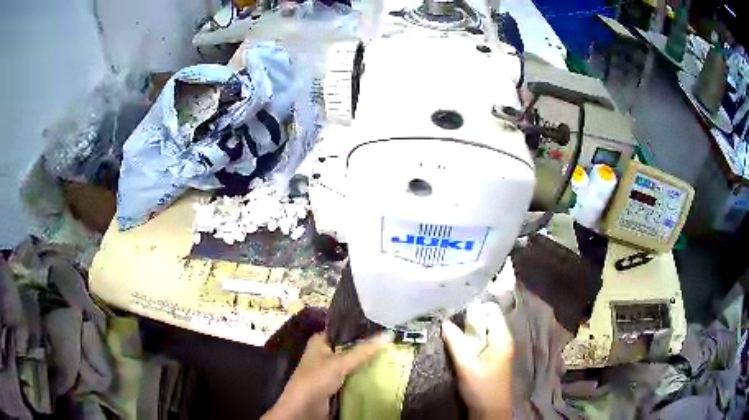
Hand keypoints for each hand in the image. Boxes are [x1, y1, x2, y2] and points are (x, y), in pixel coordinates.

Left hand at [262, 332, 390, 419]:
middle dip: (368, 348)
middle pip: (350, 347)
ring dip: (367, 363)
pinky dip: (364, 376)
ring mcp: (330, 370)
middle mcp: (325, 353)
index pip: (344, 330)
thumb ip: (363, 350)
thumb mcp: (340, 362)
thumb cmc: (317, 379)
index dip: (362, 330)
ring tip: (391, 357)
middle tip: (392, 345)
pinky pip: (353, 376)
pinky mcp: (335, 384)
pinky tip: (381, 373)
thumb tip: (387, 335)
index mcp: (320, 341)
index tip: (384, 329)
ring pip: (353, 363)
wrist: (304, 408)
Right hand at [442, 303, 513, 419]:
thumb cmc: (481, 388)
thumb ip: (456, 343)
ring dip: (468, 329)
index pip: (492, 311)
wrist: (490, 411)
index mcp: (502, 338)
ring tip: (449, 325)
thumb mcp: (467, 366)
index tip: (456, 301)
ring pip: (483, 331)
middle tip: (448, 314)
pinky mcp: (492, 358)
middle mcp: (503, 340)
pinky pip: (481, 341)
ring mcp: (498, 349)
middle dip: (469, 317)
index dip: (476, 305)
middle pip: (487, 319)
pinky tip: (457, 341)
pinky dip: (470, 339)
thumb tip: (445, 322)